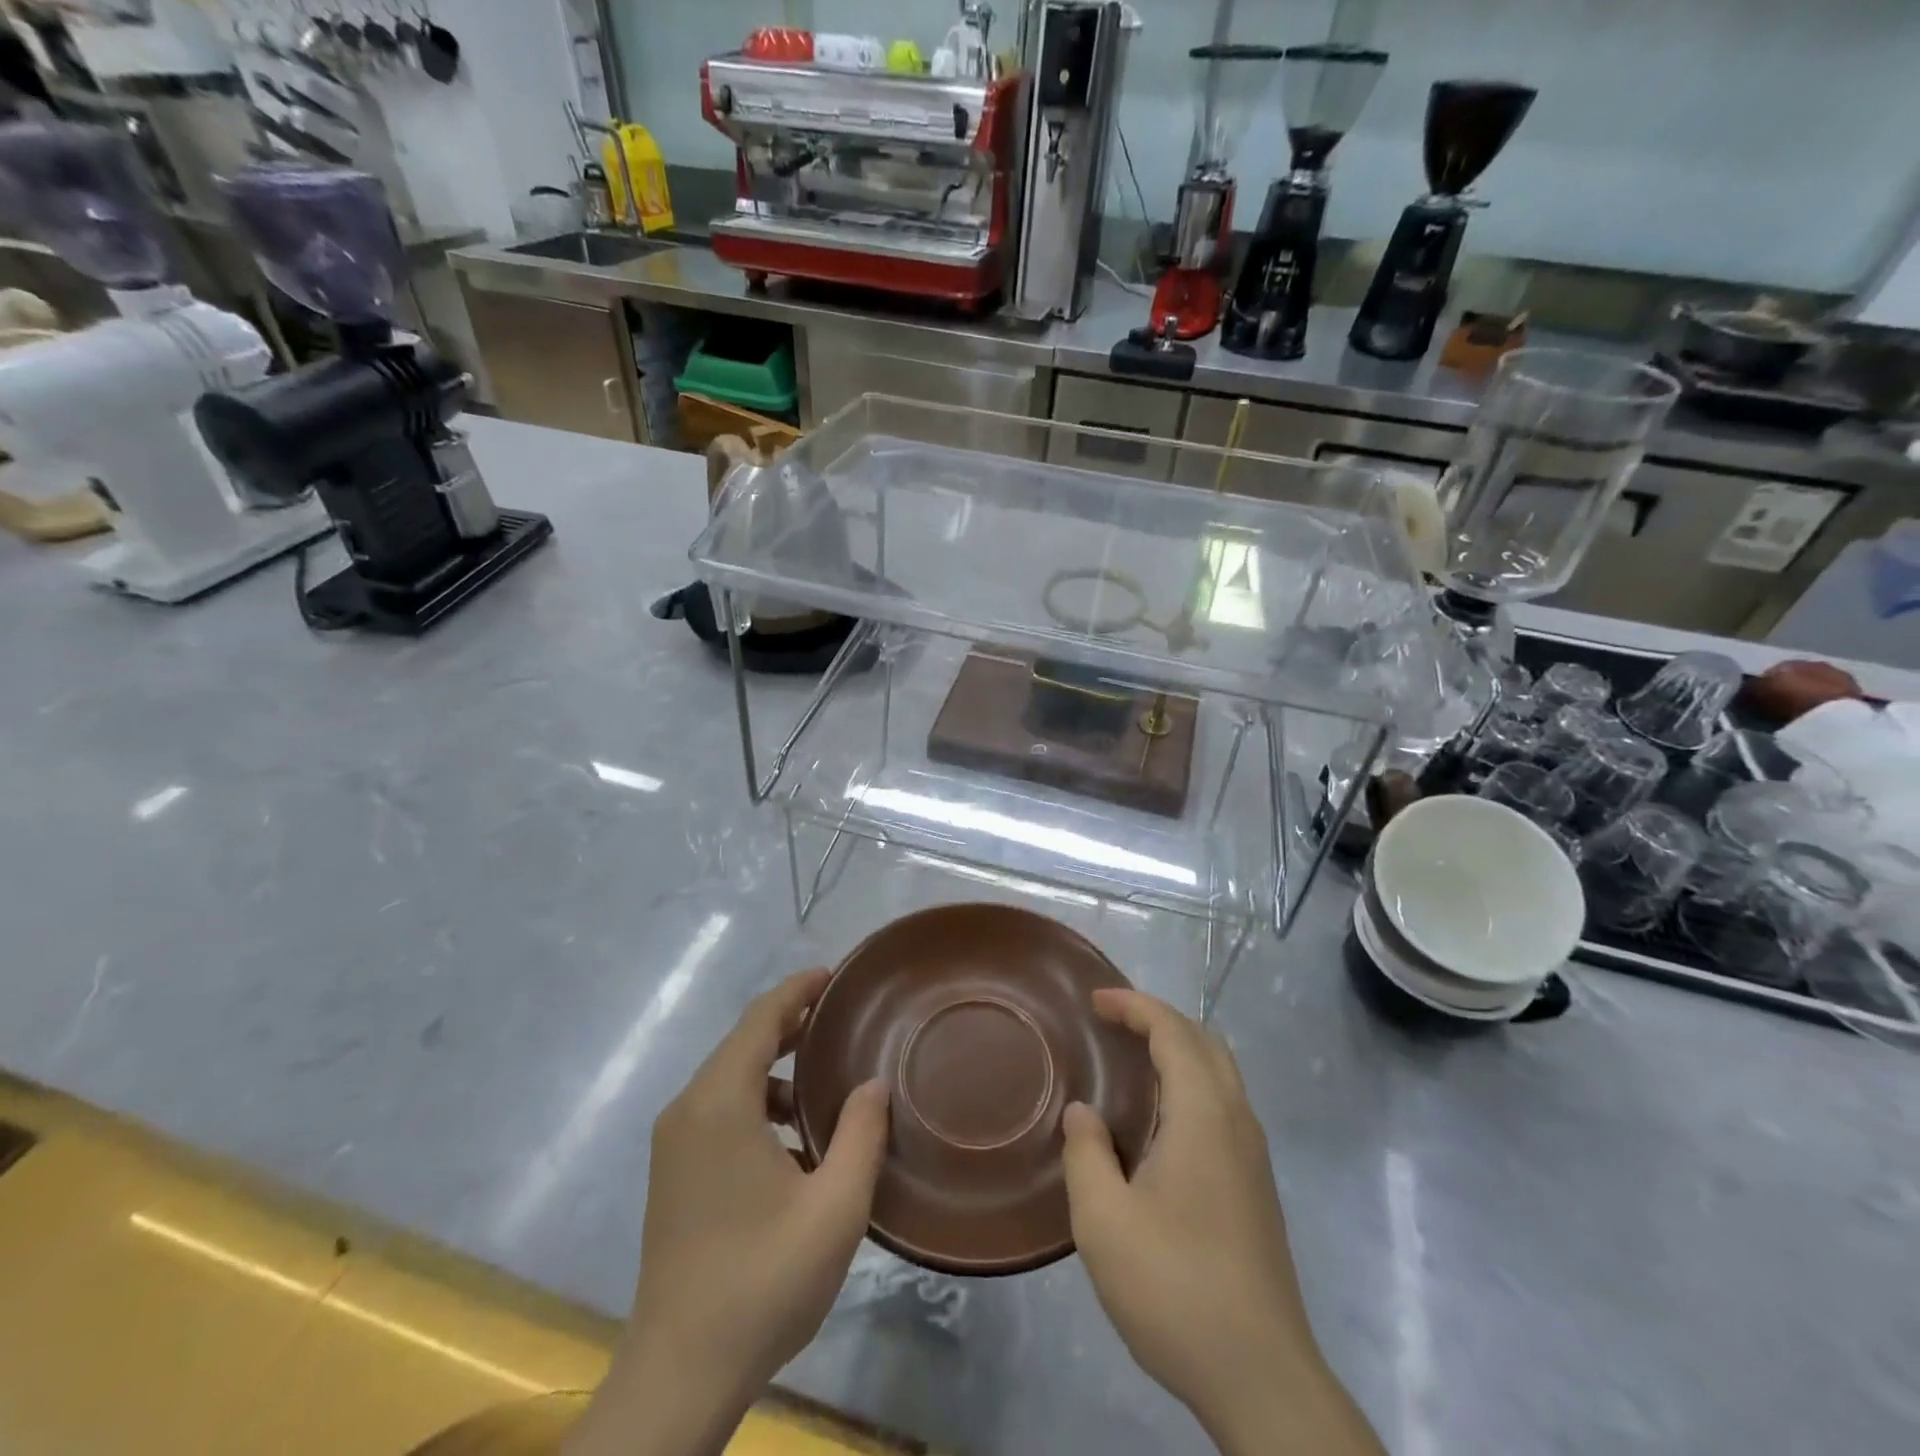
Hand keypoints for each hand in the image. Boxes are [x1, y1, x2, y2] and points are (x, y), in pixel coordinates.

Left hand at [566, 970, 888, 1455]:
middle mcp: (688, 1110)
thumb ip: (861, 1133)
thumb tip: (873, 1083)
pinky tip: (795, 1142)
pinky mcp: (673, 1174)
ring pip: (731, 1079)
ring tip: (827, 1084)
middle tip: (842, 1019)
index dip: (797, 990)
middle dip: (792, 1024)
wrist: (679, 1376)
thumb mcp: (835, 1206)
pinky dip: (759, 1104)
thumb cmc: (762, 1281)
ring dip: (777, 1070)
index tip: (834, 975)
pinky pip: (720, 1111)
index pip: (760, 1020)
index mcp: (719, 1103)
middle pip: (743, 1043)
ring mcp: (674, 1144)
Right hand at [1062, 990, 1382, 1455]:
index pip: (1173, 1031)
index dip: (1134, 1005)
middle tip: (1112, 1022)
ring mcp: (1253, 1157)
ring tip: (1129, 1062)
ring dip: (1177, 1051)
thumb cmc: (1175, 1287)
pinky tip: (1157, 1123)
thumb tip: (1083, 1113)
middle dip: (1158, 1019)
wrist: (1261, 1378)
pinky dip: (1189, 1085)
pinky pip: (1222, 1106)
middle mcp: (1237, 1122)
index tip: (1095, 1001)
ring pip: (1219, 1075)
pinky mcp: (1256, 1188)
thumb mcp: (1103, 1221)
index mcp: (1204, 1115)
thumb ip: (1086, 1154)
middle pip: (1204, 1042)